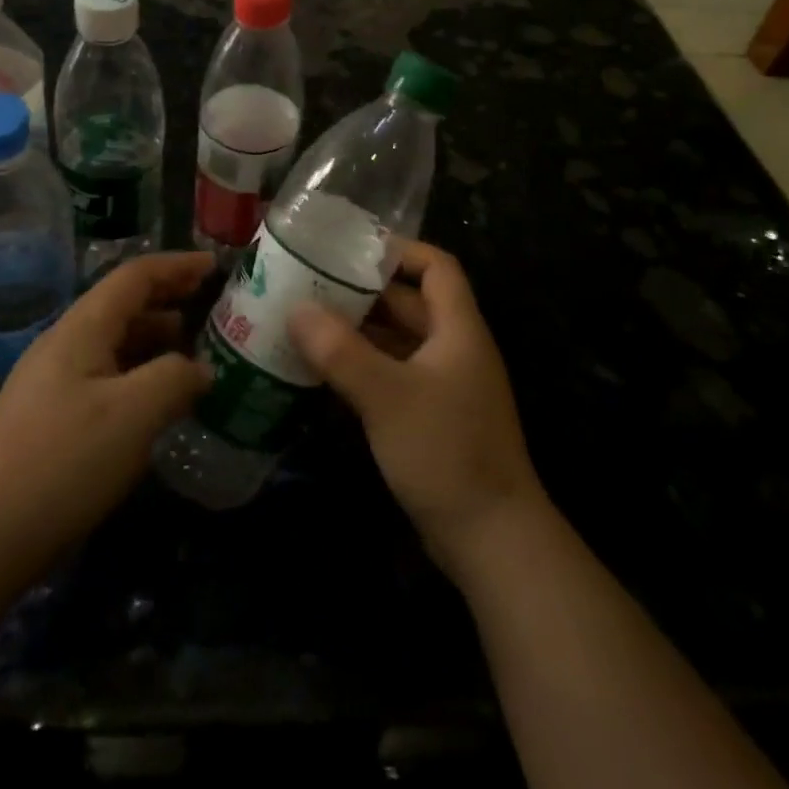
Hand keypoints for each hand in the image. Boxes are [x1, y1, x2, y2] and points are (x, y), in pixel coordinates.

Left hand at [0, 252, 214, 581]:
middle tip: (211, 305)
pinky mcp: (50, 416)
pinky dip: (139, 372)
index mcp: (81, 328)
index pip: (135, 276)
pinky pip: (105, 375)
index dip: (177, 265)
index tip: (215, 265)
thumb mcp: (134, 414)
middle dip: (169, 299)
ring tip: (195, 352)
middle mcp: (64, 344)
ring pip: (113, 342)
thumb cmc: (65, 462)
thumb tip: (202, 369)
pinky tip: (157, 400)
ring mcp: (52, 381)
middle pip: (122, 304)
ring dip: (155, 339)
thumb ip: (176, 377)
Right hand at [287, 241, 545, 579]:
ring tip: (308, 320)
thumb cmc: (445, 451)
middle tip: (312, 283)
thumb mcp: (387, 396)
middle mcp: (454, 348)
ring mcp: (445, 385)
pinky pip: (394, 374)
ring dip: (360, 331)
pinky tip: (325, 370)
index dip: (400, 250)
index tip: (351, 248)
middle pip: (411, 302)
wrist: (492, 539)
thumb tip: (296, 309)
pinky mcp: (432, 417)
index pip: (437, 266)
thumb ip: (340, 350)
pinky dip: (364, 366)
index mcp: (458, 329)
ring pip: (399, 341)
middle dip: (364, 291)